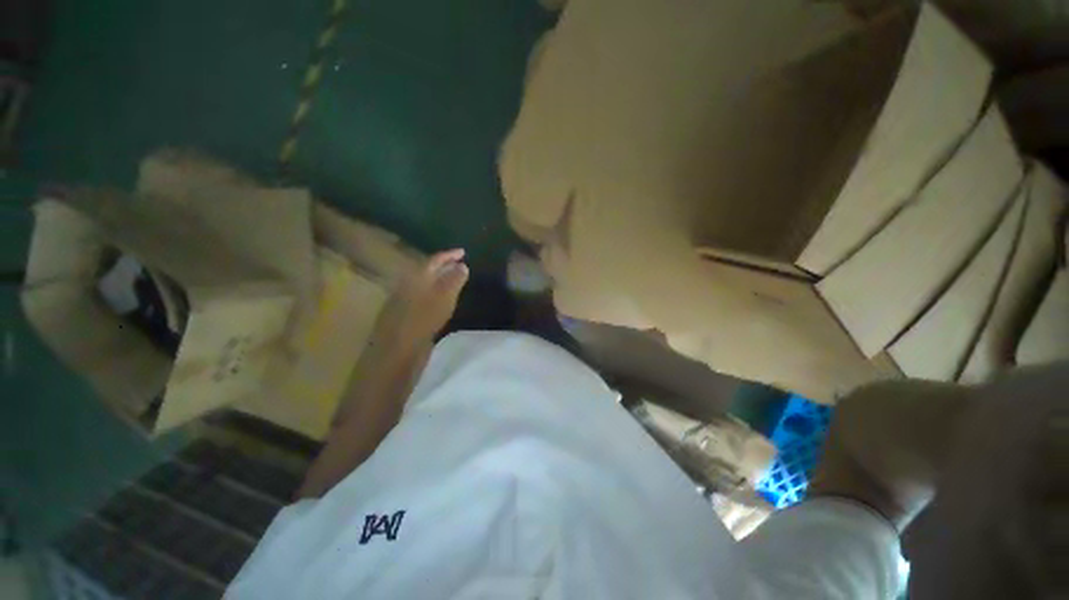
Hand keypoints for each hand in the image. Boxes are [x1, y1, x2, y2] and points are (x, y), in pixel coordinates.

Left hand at [371, 249, 468, 353]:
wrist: (398, 348)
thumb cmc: (423, 319)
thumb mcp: (444, 297)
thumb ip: (454, 280)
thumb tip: (462, 266)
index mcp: (417, 277)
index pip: (435, 260)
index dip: (450, 255)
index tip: (463, 252)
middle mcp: (408, 285)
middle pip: (428, 271)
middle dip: (445, 266)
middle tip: (460, 265)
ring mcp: (405, 300)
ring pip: (425, 285)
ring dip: (440, 280)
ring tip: (454, 281)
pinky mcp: (406, 315)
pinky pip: (423, 297)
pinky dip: (435, 293)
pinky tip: (441, 301)